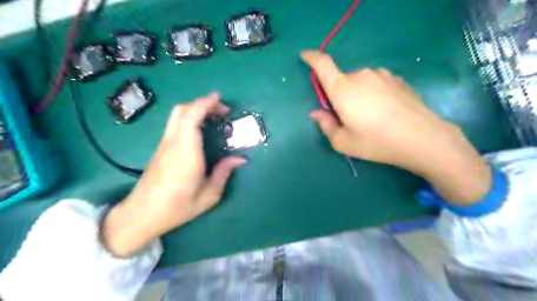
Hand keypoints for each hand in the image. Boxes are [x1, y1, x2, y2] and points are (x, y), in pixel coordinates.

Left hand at [101, 93, 247, 255]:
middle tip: (221, 111)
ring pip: (176, 116)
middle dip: (202, 104)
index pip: (190, 118)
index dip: (204, 104)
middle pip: (181, 110)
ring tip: (214, 118)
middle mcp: (172, 143)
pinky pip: (175, 125)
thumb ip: (224, 173)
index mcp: (186, 153)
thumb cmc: (177, 207)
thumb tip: (240, 159)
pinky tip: (200, 130)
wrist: (141, 215)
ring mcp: (163, 145)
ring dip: (195, 110)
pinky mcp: (160, 149)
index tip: (219, 99)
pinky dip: (189, 118)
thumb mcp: (208, 195)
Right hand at [301, 52, 489, 206]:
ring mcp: (381, 75)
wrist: (422, 138)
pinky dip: (373, 93)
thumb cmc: (376, 142)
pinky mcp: (397, 79)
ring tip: (370, 117)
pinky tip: (385, 111)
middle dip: (339, 95)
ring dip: (357, 95)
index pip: (323, 65)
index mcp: (343, 89)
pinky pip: (376, 83)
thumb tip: (316, 113)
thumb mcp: (343, 142)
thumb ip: (325, 125)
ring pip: (359, 82)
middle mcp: (361, 75)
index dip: (312, 58)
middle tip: (349, 117)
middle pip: (341, 80)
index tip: (305, 56)